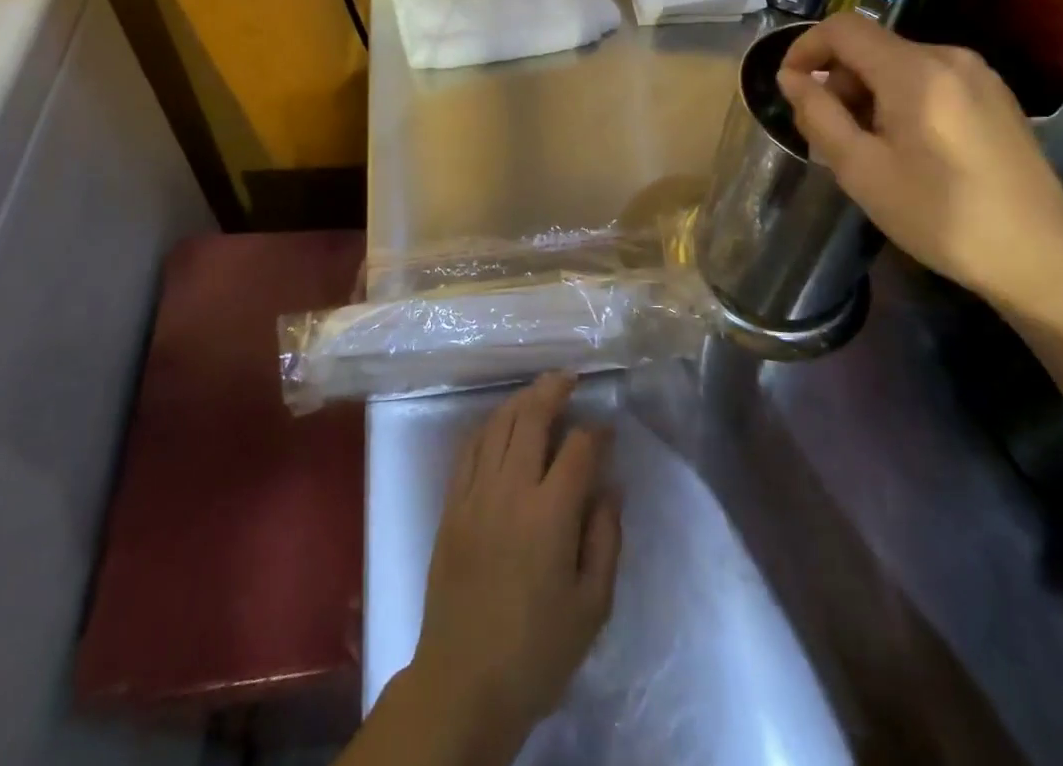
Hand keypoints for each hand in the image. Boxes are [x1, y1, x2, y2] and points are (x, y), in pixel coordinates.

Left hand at [408, 373, 620, 760]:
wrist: (464, 683)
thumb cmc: (537, 651)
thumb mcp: (592, 607)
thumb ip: (605, 539)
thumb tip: (611, 487)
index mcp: (549, 516)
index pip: (577, 449)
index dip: (597, 432)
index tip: (607, 429)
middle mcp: (510, 491)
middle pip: (531, 418)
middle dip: (553, 390)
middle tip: (570, 379)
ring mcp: (475, 494)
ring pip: (497, 425)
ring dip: (520, 400)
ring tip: (540, 390)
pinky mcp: (451, 505)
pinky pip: (470, 448)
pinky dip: (489, 425)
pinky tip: (501, 421)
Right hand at [775, 14, 1062, 306]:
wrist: (1040, 256)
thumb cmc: (939, 215)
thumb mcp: (861, 169)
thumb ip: (819, 114)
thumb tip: (791, 78)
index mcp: (915, 70)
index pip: (842, 28)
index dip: (805, 49)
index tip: (789, 89)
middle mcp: (949, 57)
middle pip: (871, 47)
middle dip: (837, 82)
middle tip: (828, 135)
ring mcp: (978, 75)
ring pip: (898, 64)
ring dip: (867, 94)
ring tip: (866, 148)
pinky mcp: (995, 96)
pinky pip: (929, 80)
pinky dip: (899, 99)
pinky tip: (906, 147)